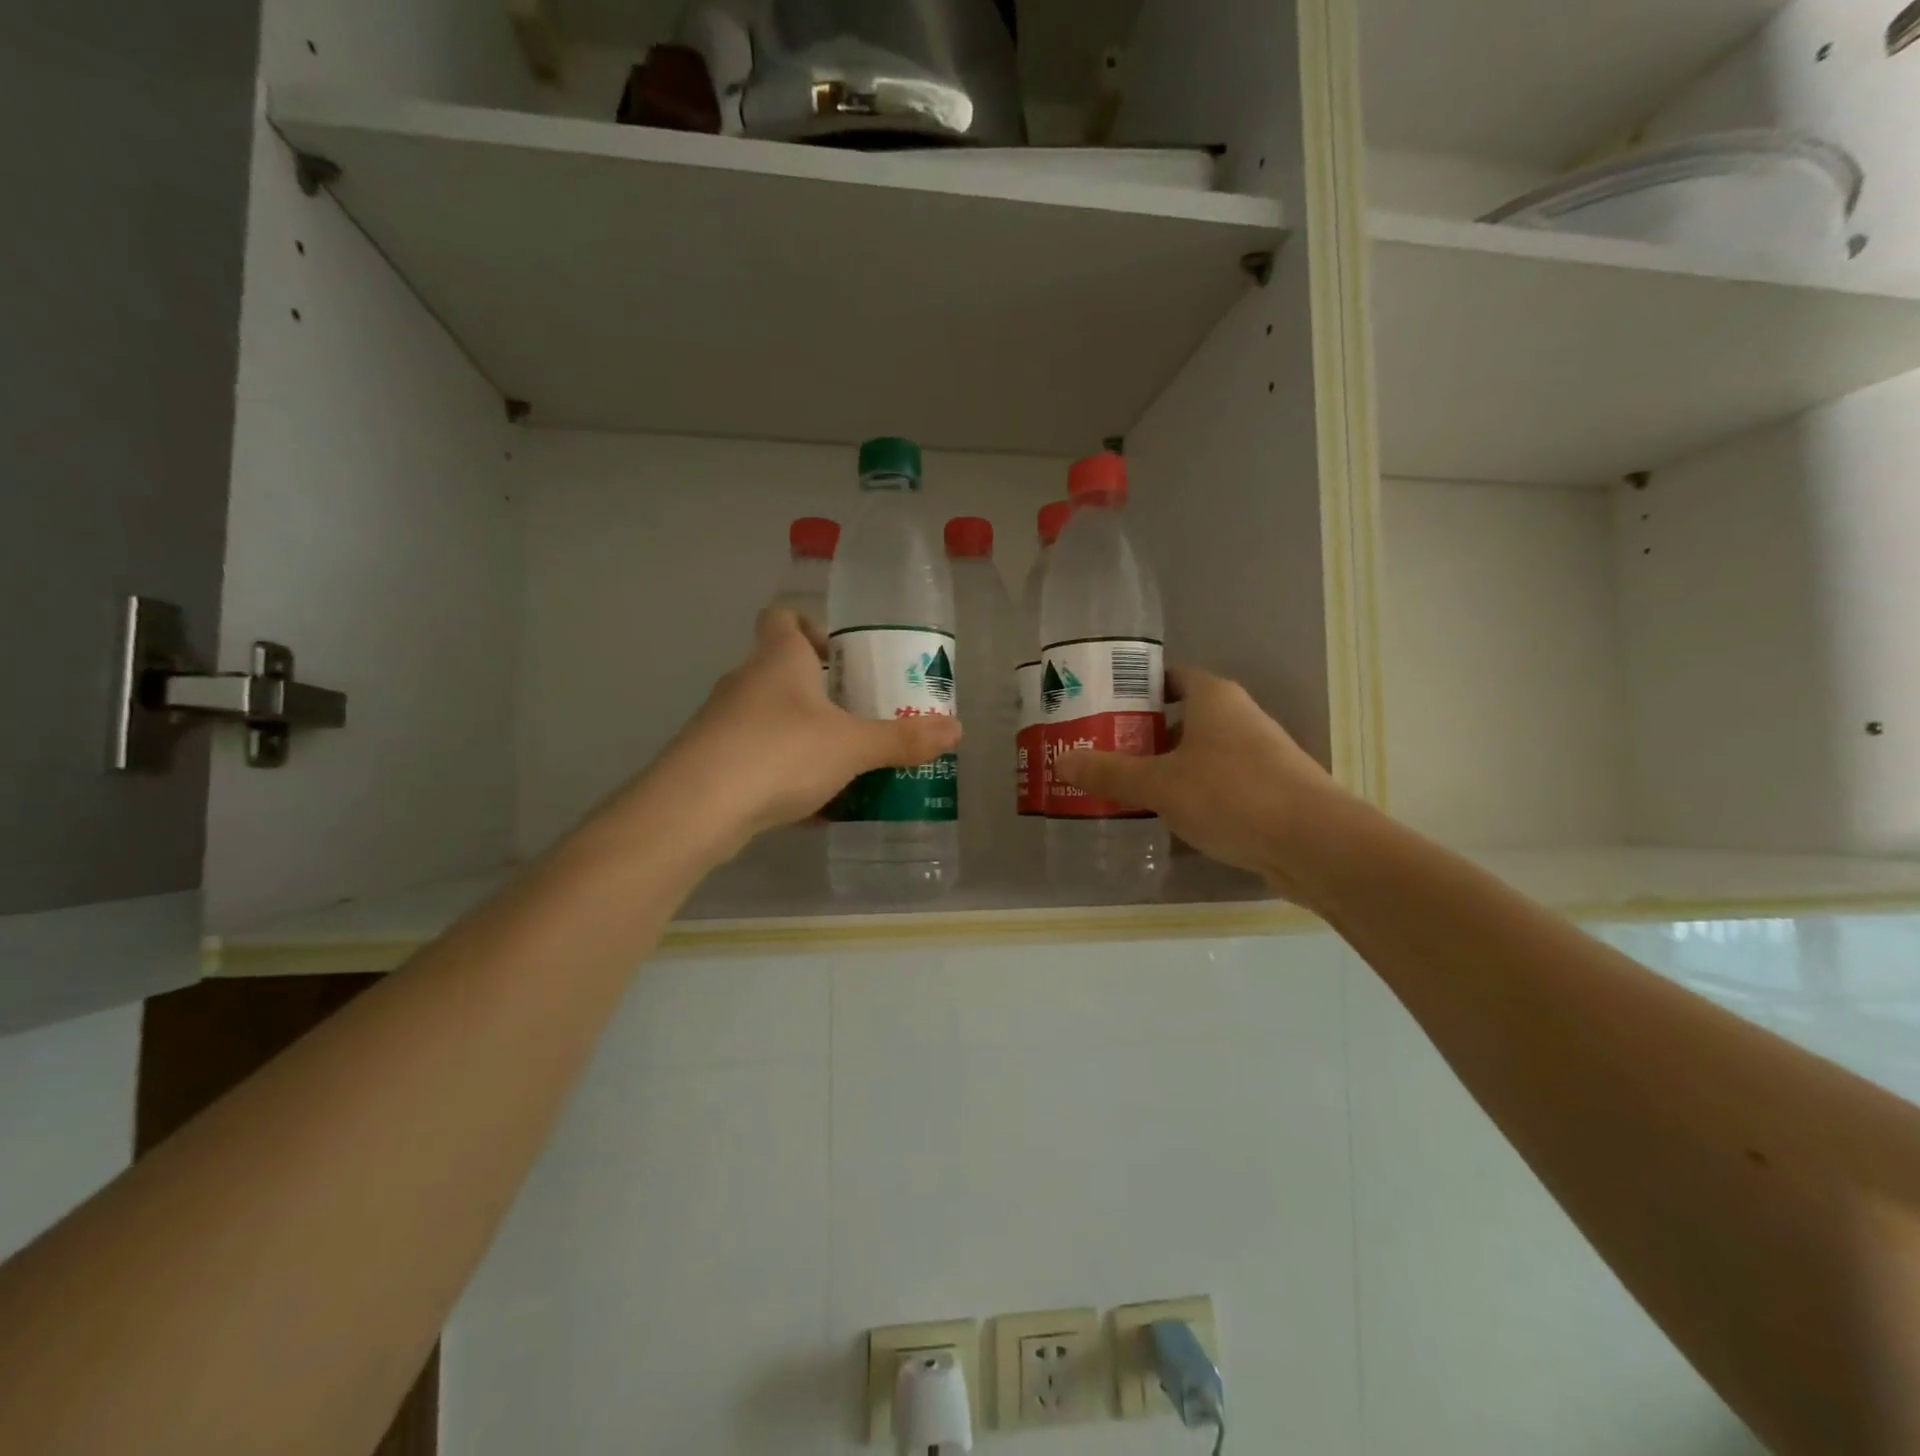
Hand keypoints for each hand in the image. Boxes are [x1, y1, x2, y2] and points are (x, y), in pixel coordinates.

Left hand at [657, 609, 961, 854]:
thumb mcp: (853, 746)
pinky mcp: (712, 762)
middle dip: (821, 692)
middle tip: (859, 714)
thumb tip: (956, 730)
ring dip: (804, 735)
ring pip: (771, 718)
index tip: (840, 655)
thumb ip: (902, 739)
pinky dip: (785, 773)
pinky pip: (758, 758)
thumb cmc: (781, 753)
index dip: (809, 627)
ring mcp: (723, 722)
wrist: (696, 808)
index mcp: (779, 658)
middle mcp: (746, 681)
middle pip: (782, 671)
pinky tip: (814, 808)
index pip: (782, 617)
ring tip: (844, 763)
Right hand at [1052, 667, 1353, 902]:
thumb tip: (1062, 760)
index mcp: (1214, 699)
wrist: (1316, 845)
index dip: (1135, 687)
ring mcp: (1255, 758)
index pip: (1170, 676)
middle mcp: (1237, 719)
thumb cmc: (1232, 795)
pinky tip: (1161, 824)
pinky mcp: (1265, 794)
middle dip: (1140, 736)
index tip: (1101, 705)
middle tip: (1098, 753)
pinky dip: (1188, 799)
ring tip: (1120, 790)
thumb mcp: (1160, 784)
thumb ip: (1110, 772)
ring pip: (1197, 757)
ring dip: (1163, 771)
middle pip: (1180, 718)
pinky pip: (1215, 788)